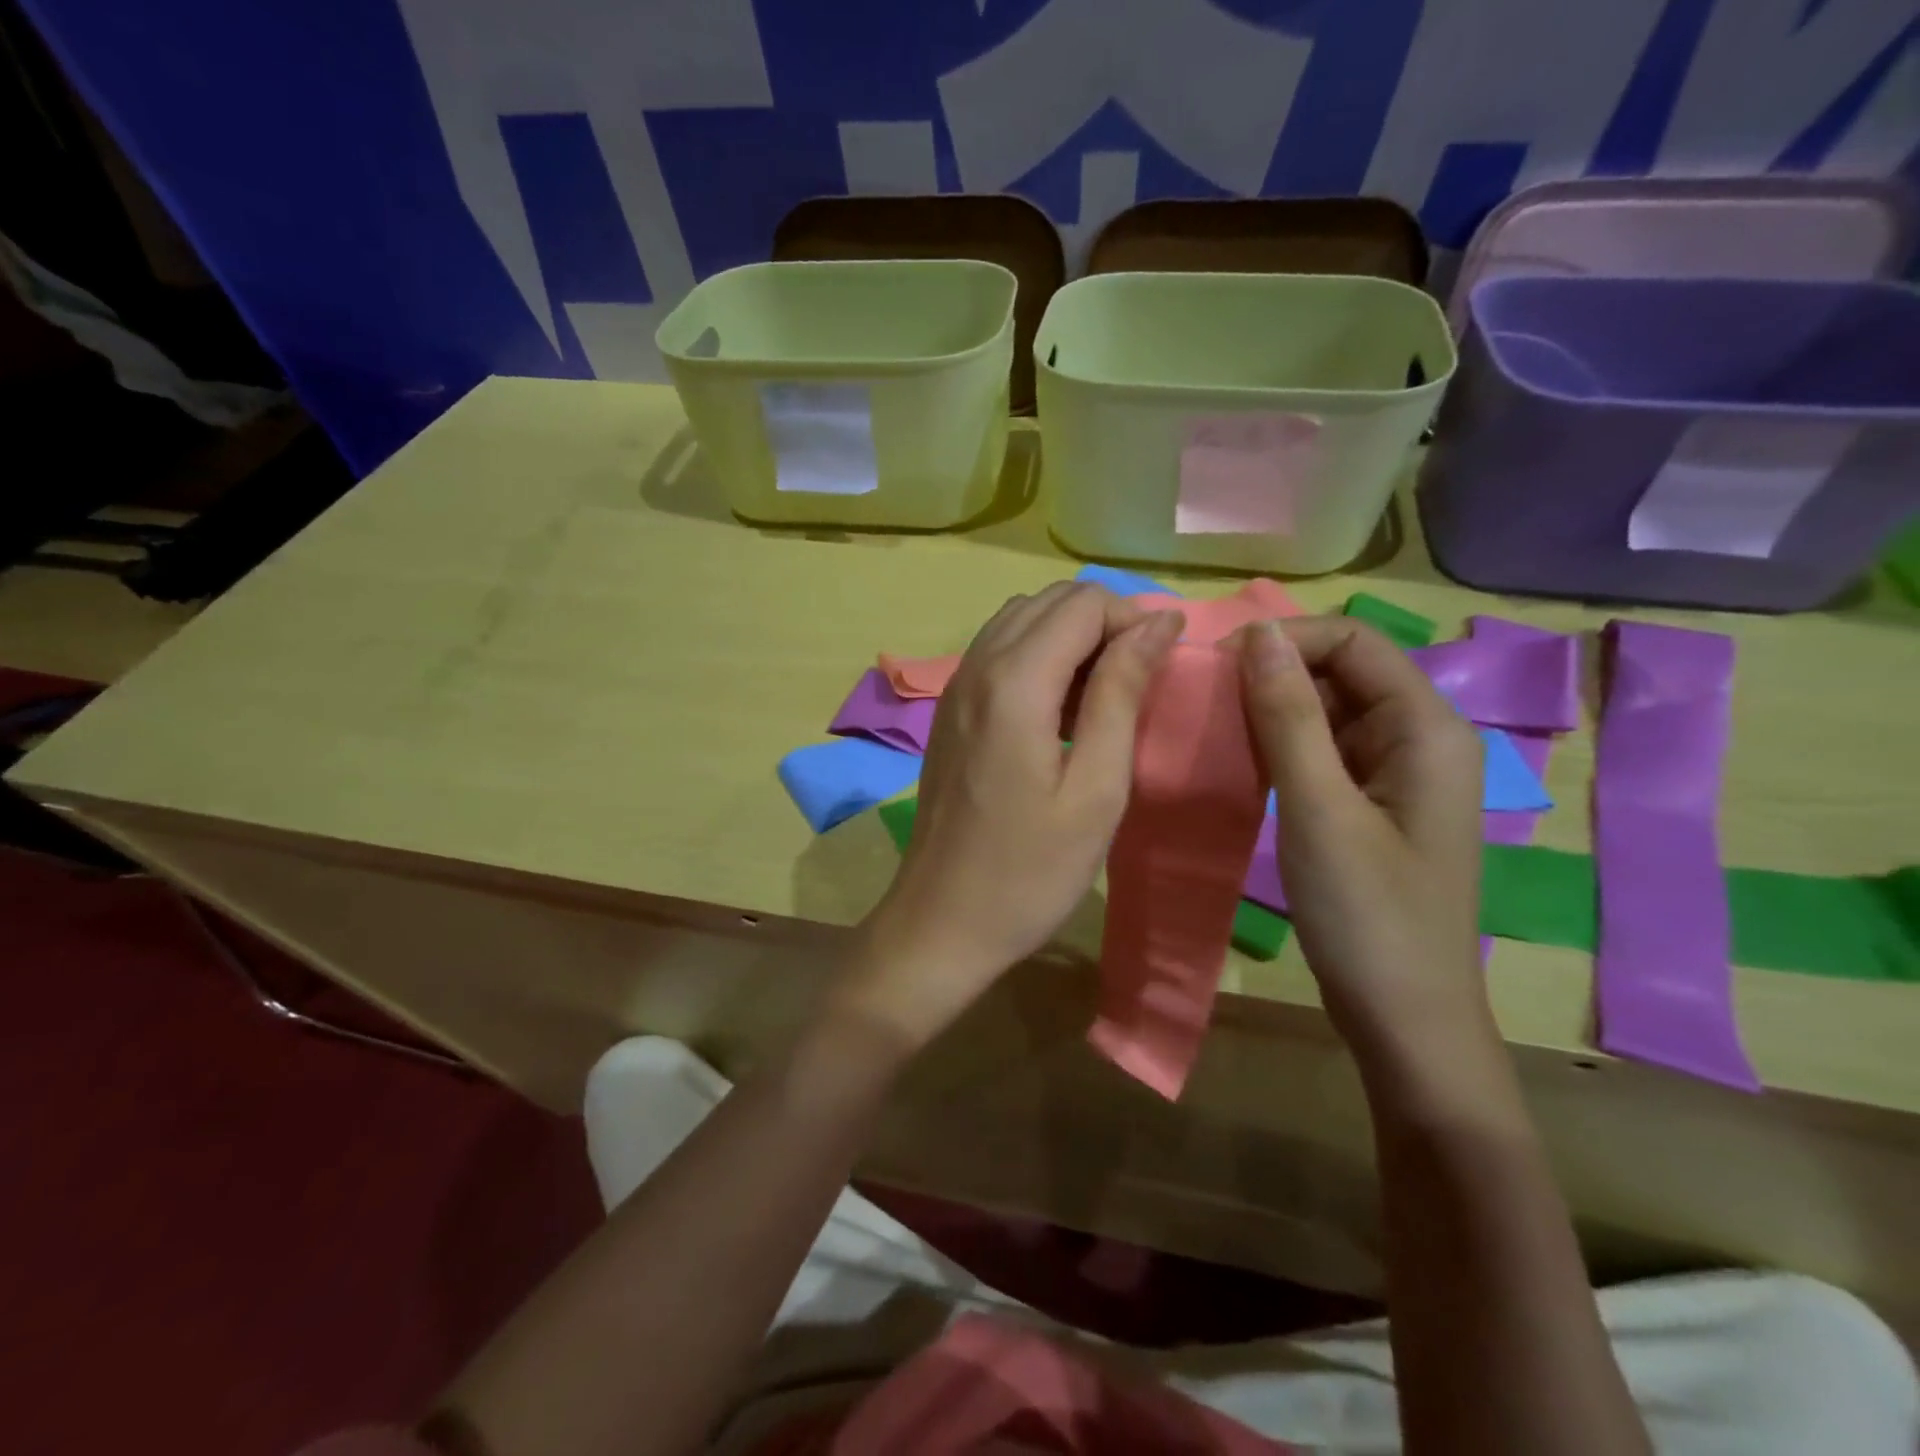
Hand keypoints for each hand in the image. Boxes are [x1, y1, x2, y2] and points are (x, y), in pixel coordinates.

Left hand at [837, 582, 1184, 1050]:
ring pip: (1021, 621)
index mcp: (1014, 682)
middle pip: (1049, 602)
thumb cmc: (1030, 871)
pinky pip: (998, 653)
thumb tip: (1157, 623)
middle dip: (1104, 622)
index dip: (1134, 619)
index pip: (1084, 603)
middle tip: (1141, 680)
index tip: (1164, 666)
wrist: (942, 922)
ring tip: (1106, 694)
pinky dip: (1039, 657)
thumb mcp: (1096, 788)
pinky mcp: (949, 712)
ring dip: (1070, 638)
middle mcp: (976, 667)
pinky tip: (1061, 710)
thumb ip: (1122, 693)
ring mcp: (954, 687)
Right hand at [1235, 617, 1486, 1048]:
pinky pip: (1322, 751)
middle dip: (1273, 674)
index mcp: (1426, 727)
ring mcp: (1395, 772)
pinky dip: (1280, 746)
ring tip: (1212, 728)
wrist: (1403, 1018)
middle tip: (1205, 702)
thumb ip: (1288, 717)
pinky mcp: (1370, 803)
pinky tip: (1240, 761)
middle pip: (1341, 670)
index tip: (1216, 668)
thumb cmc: (1368, 915)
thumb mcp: (1319, 809)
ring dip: (1271, 710)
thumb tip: (1257, 635)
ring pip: (1327, 710)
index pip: (1354, 640)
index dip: (1285, 640)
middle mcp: (1419, 736)